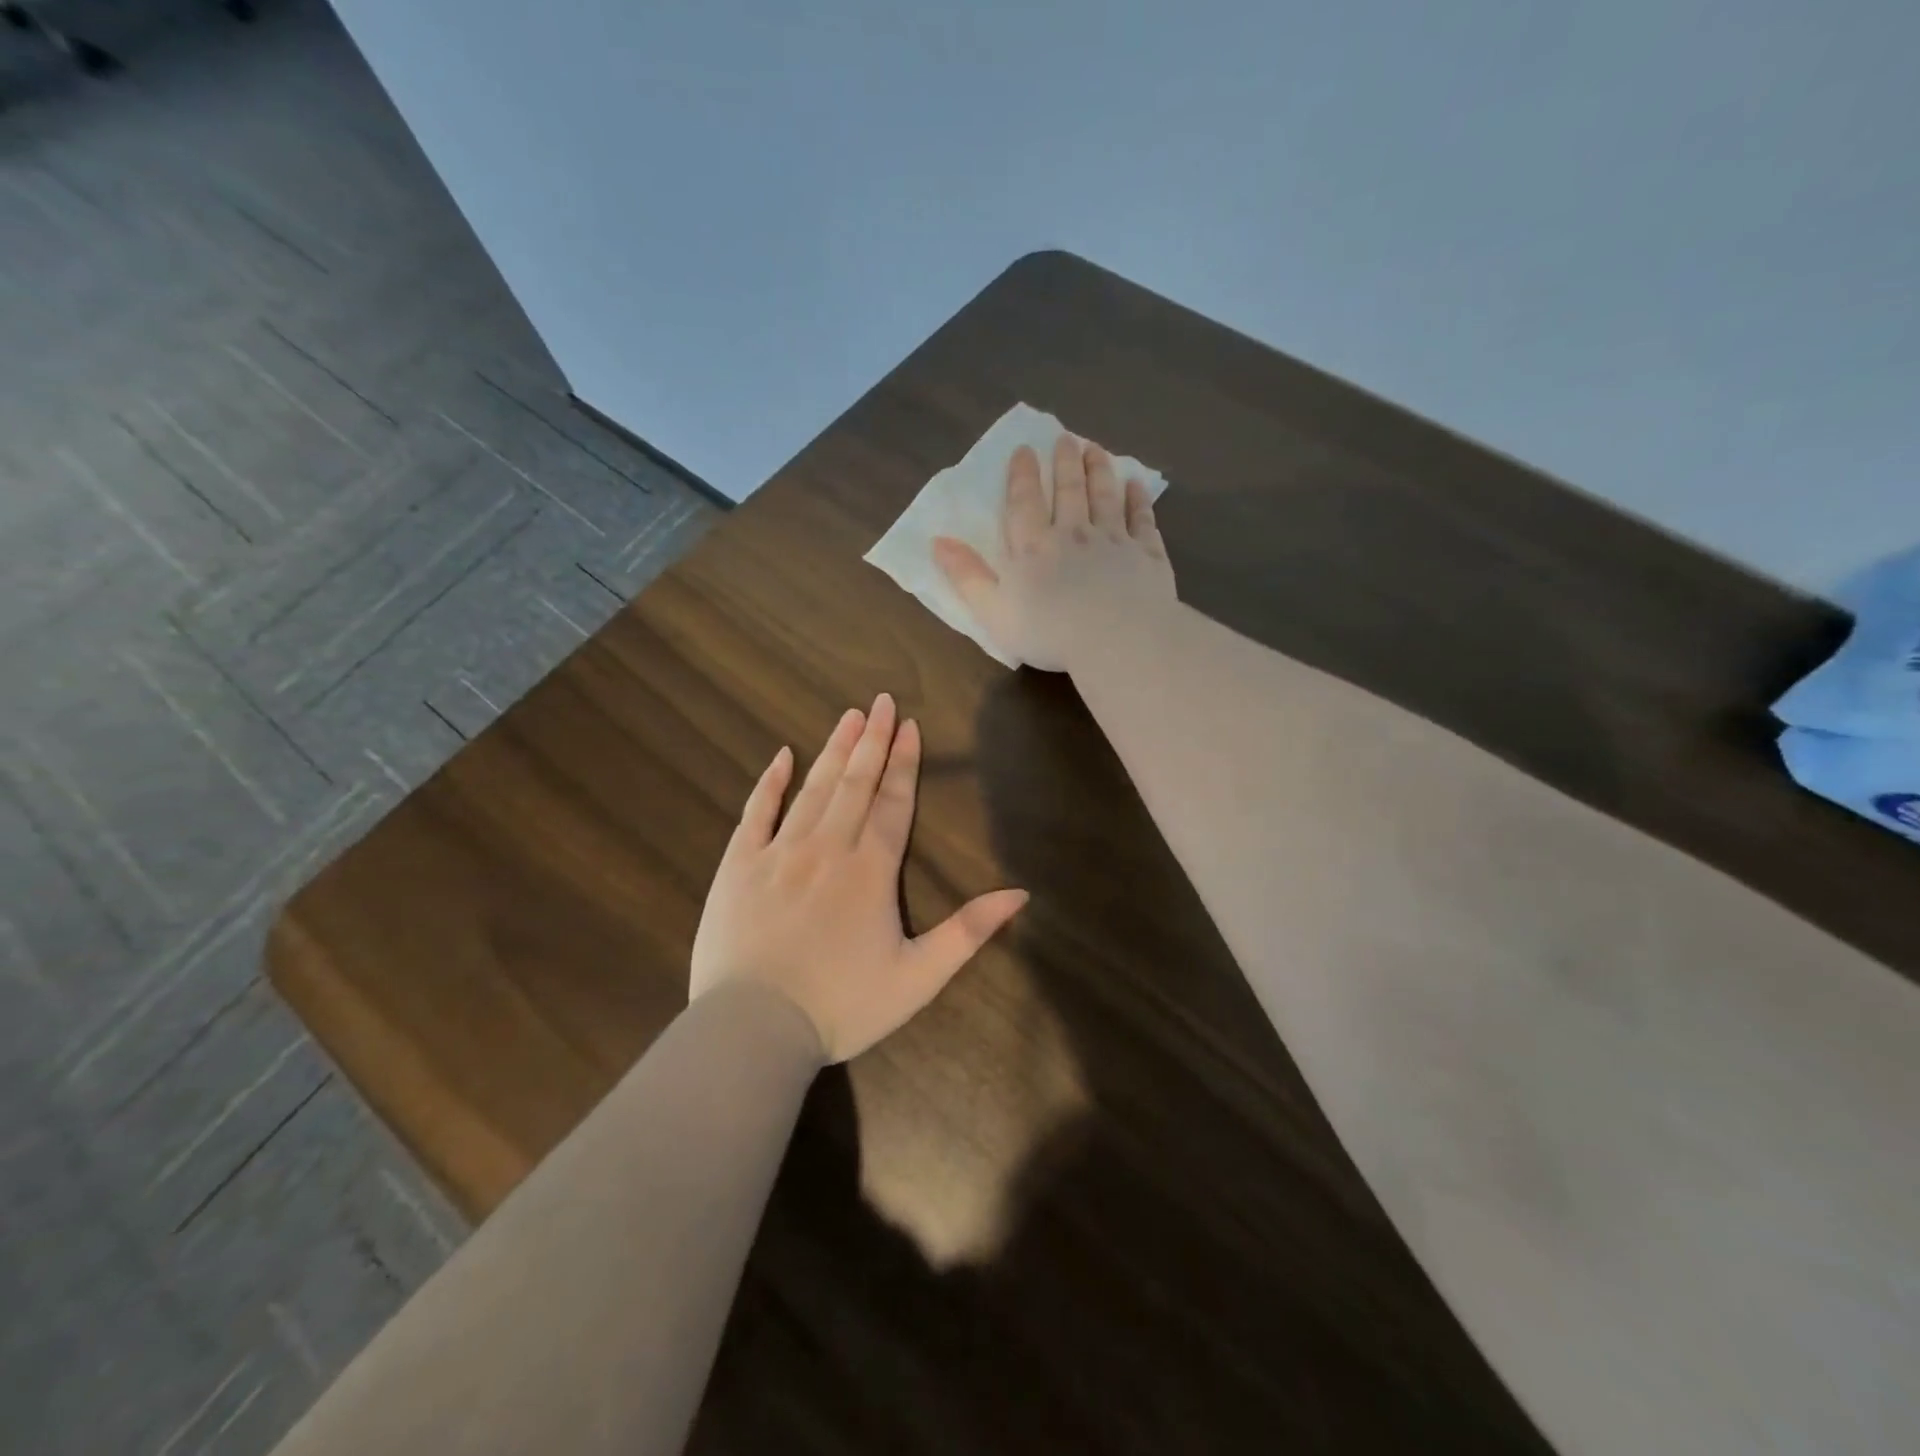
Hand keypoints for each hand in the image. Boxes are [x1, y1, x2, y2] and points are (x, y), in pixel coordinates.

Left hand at [689, 694, 1028, 1063]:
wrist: (754, 1029)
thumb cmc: (841, 1006)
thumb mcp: (918, 978)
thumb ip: (969, 932)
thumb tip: (1020, 894)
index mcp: (870, 871)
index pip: (893, 803)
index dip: (904, 763)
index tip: (909, 726)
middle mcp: (827, 848)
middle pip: (855, 783)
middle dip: (872, 740)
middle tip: (881, 701)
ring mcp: (779, 852)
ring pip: (813, 788)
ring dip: (834, 750)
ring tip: (849, 716)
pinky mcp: (738, 865)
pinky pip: (756, 812)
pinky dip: (770, 782)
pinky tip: (782, 756)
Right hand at [932, 434, 1175, 672]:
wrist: (1119, 640)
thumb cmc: (1050, 632)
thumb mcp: (994, 612)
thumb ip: (967, 576)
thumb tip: (937, 542)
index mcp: (1033, 547)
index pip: (1025, 502)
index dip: (1023, 474)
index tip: (1025, 449)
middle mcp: (1074, 533)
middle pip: (1069, 490)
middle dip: (1065, 462)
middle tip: (1066, 438)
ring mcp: (1114, 540)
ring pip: (1105, 496)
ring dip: (1099, 470)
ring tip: (1096, 449)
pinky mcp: (1147, 554)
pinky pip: (1142, 519)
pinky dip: (1139, 499)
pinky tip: (1137, 485)